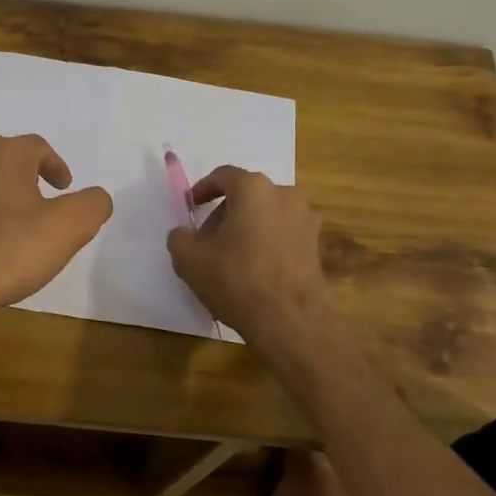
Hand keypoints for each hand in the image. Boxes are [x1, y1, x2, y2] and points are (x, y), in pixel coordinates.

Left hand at [0, 133, 112, 317]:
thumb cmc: (4, 251)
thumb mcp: (66, 229)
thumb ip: (91, 206)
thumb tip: (97, 197)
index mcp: (4, 155)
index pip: (37, 147)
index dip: (55, 166)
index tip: (64, 187)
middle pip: (2, 159)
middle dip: (23, 177)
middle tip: (38, 202)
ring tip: (7, 227)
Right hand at [167, 166, 332, 348]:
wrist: (289, 319)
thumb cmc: (236, 279)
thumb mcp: (189, 259)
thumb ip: (180, 237)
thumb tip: (184, 233)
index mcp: (254, 189)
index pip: (224, 176)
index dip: (203, 189)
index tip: (191, 206)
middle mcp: (285, 194)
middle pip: (247, 195)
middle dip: (224, 213)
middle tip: (207, 239)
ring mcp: (306, 219)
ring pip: (267, 214)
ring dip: (247, 227)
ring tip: (230, 256)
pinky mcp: (316, 244)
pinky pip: (283, 233)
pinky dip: (266, 242)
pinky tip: (253, 269)